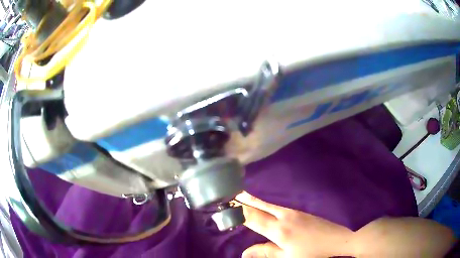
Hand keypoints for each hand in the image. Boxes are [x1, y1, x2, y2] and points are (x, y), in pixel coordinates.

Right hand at [235, 191, 353, 257]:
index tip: (225, 207)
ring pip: (268, 204)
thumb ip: (265, 253)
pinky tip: (262, 204)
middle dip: (243, 200)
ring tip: (241, 194)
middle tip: (230, 193)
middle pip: (259, 206)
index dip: (237, 212)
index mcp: (278, 230)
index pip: (252, 218)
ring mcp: (292, 212)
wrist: (337, 238)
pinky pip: (276, 206)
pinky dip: (264, 203)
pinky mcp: (298, 211)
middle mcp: (283, 216)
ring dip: (253, 199)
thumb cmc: (311, 252)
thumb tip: (243, 252)